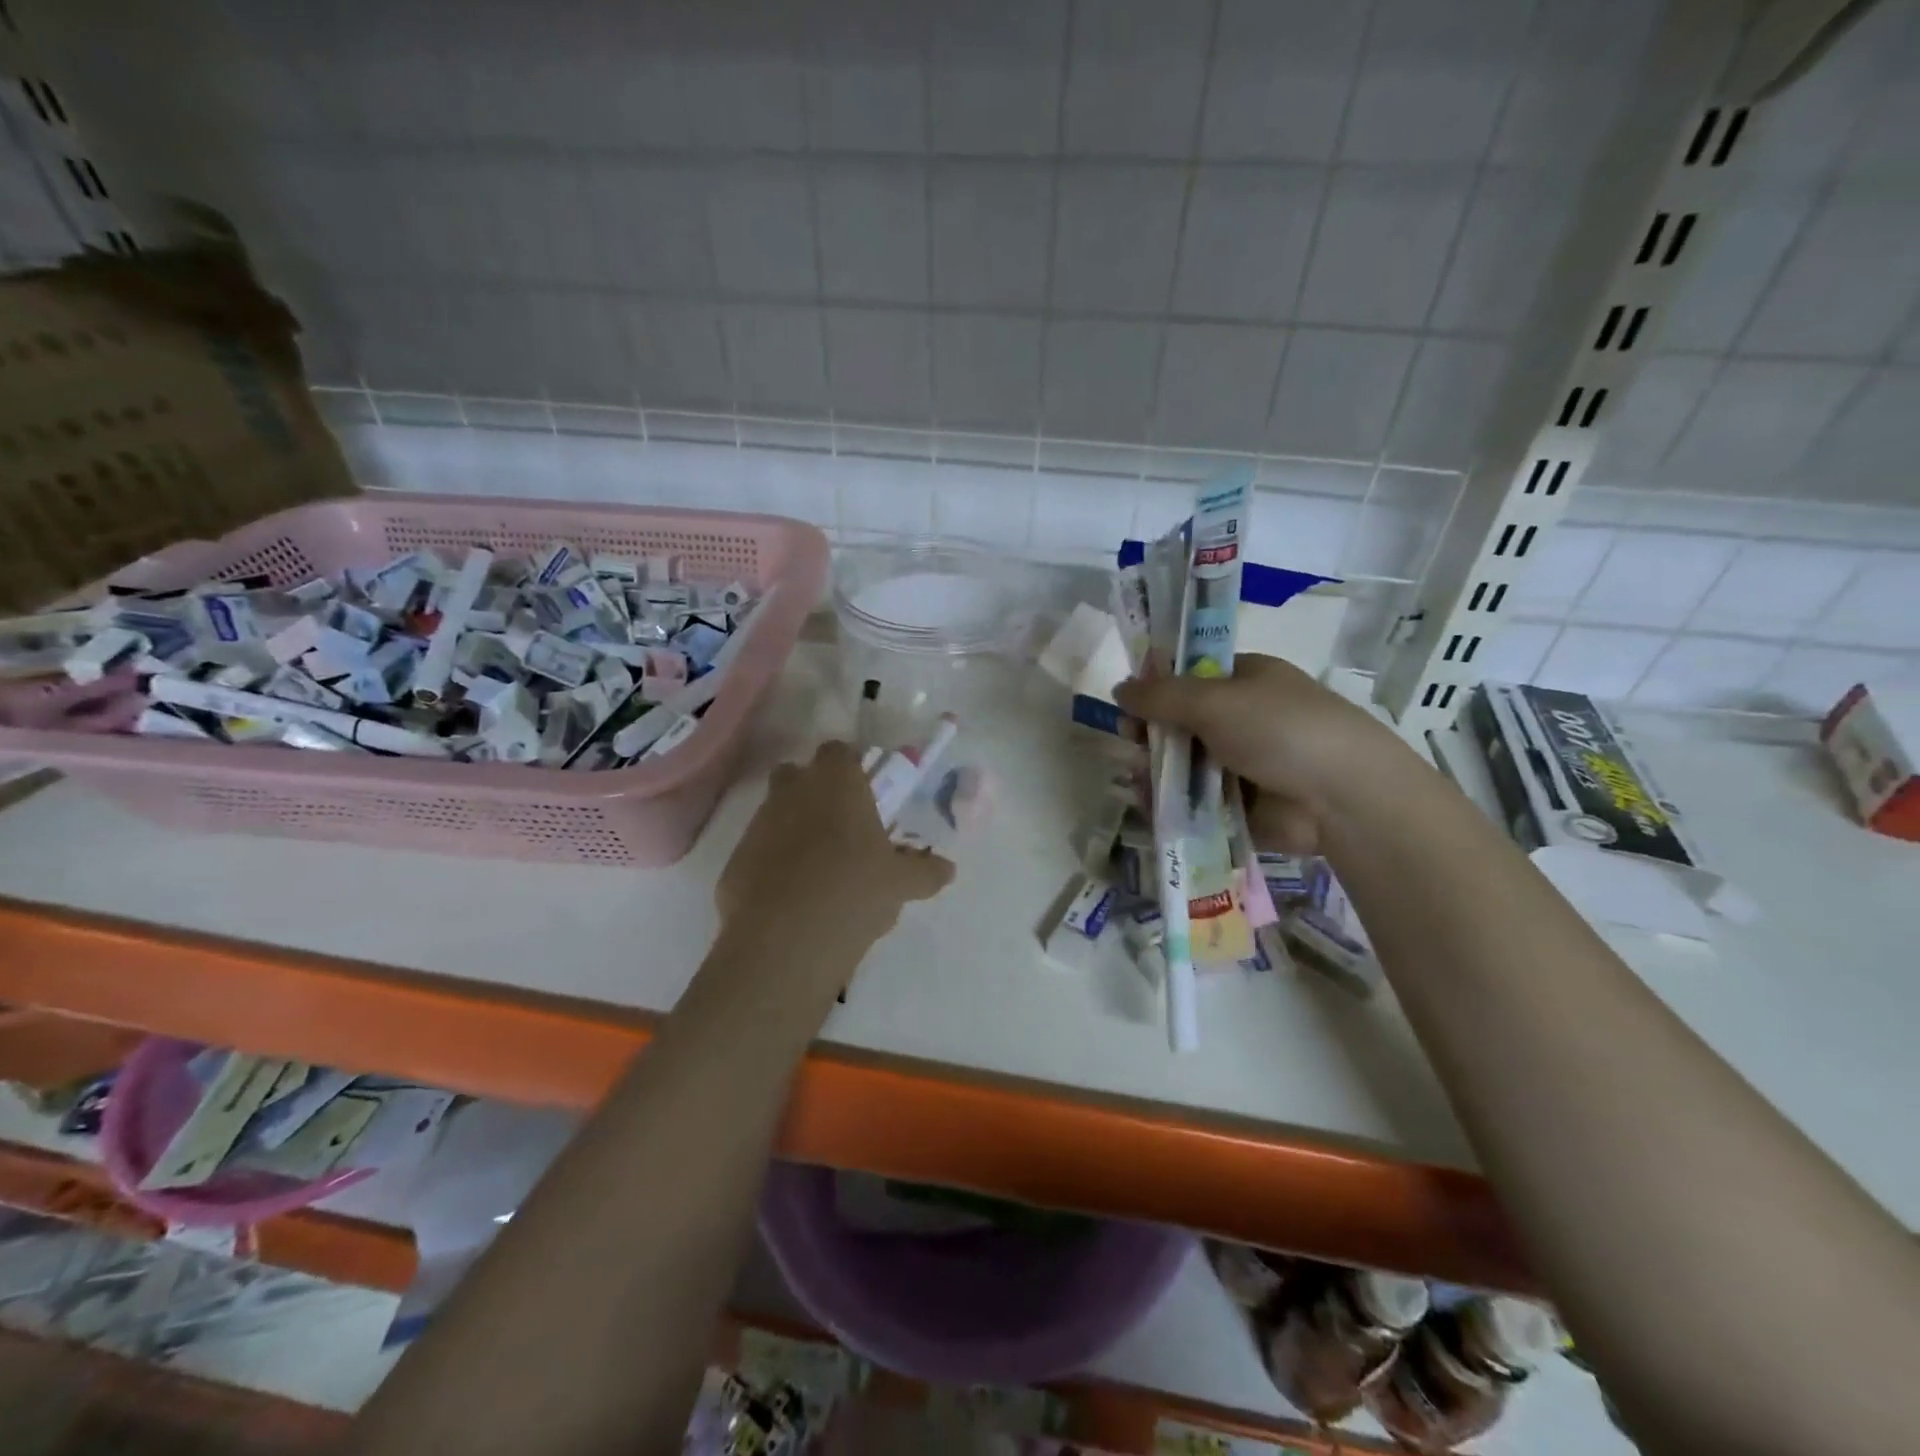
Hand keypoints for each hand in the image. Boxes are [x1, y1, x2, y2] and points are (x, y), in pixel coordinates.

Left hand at [717, 740, 952, 952]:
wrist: (785, 939)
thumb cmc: (854, 890)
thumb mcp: (902, 884)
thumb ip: (925, 871)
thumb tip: (946, 869)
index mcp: (837, 782)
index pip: (839, 751)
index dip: (851, 766)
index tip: (865, 791)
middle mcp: (793, 791)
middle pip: (799, 775)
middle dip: (815, 792)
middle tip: (842, 826)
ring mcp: (758, 823)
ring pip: (776, 812)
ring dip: (794, 829)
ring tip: (820, 868)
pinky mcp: (735, 860)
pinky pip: (759, 851)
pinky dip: (773, 863)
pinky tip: (792, 897)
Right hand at [1114, 654, 1403, 853]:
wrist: (1342, 796)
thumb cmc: (1280, 729)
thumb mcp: (1214, 700)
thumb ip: (1160, 696)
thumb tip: (1118, 689)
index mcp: (1243, 681)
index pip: (1188, 678)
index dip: (1155, 689)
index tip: (1130, 706)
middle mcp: (1241, 720)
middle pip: (1180, 724)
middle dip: (1152, 735)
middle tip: (1135, 745)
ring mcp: (1241, 764)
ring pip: (1183, 765)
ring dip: (1157, 771)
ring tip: (1141, 780)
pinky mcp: (1239, 806)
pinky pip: (1193, 801)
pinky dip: (1171, 803)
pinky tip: (1152, 805)